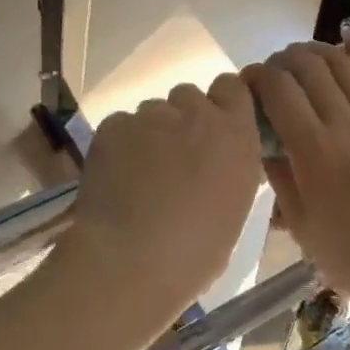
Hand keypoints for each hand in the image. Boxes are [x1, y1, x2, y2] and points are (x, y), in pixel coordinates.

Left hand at [53, 74, 263, 330]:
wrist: (130, 261)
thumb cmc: (195, 253)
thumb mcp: (234, 210)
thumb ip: (229, 172)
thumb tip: (217, 167)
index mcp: (236, 136)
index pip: (232, 87)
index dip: (220, 103)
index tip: (212, 128)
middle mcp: (197, 114)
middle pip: (189, 96)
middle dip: (182, 120)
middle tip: (172, 158)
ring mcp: (152, 116)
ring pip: (152, 112)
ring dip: (150, 133)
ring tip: (138, 174)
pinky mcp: (113, 125)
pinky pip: (120, 125)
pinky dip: (119, 145)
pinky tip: (114, 178)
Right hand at [244, 34, 349, 321]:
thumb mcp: (302, 227)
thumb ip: (280, 179)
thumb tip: (264, 145)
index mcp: (315, 152)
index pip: (280, 92)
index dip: (258, 77)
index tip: (247, 82)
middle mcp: (346, 126)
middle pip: (310, 69)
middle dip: (283, 60)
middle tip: (272, 72)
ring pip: (345, 66)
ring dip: (317, 52)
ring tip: (300, 56)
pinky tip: (349, 38)